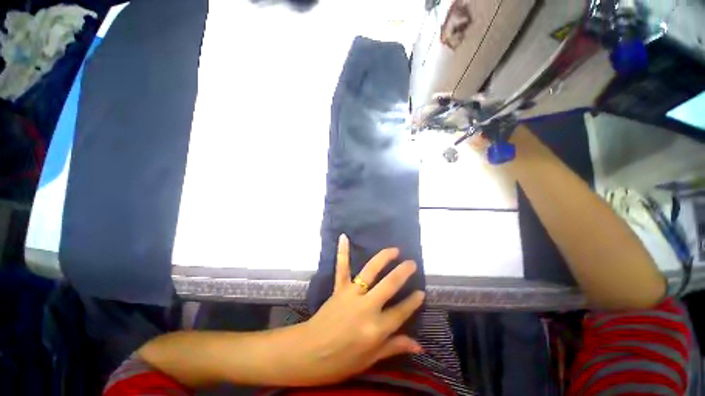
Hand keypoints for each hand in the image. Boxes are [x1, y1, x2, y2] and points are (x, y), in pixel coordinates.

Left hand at [292, 235, 424, 385]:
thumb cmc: (341, 361)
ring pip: (370, 271)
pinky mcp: (339, 289)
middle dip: (403, 272)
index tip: (422, 292)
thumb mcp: (370, 359)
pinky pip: (342, 268)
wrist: (309, 353)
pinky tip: (344, 236)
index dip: (413, 302)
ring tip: (394, 250)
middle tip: (412, 263)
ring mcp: (351, 294)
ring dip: (383, 258)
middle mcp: (367, 307)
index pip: (401, 312)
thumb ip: (394, 347)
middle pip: (389, 285)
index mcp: (376, 328)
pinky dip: (342, 252)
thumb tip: (419, 346)